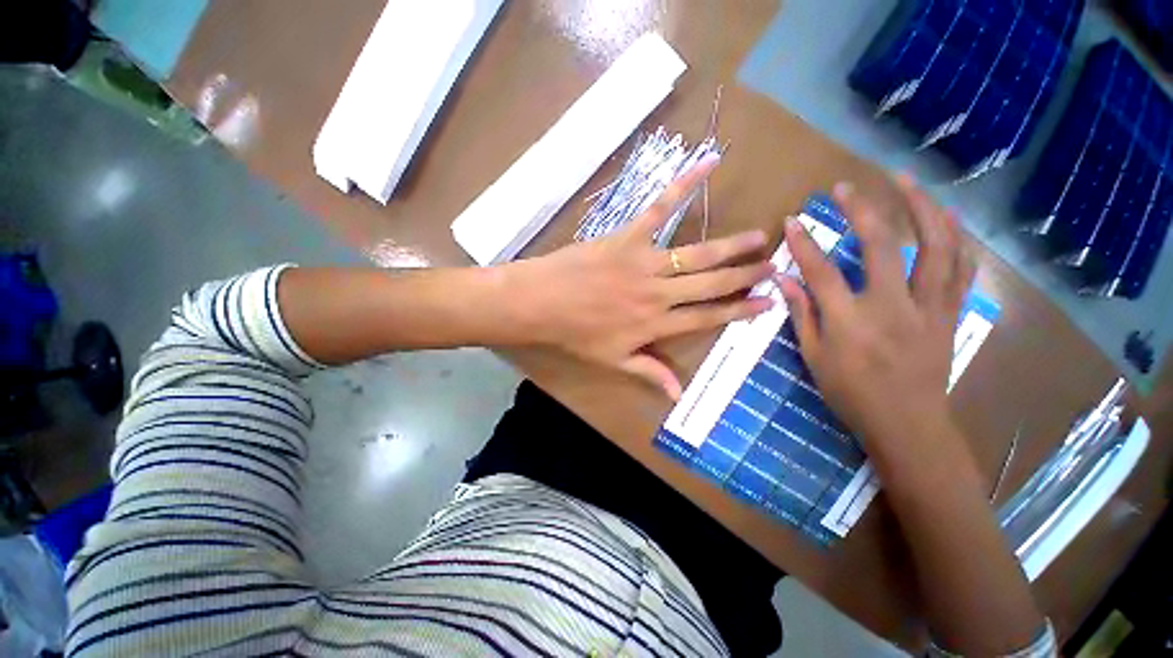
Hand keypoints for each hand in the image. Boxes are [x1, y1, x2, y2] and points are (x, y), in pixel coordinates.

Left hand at [503, 156, 775, 398]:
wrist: (541, 303)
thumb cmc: (575, 334)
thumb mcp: (612, 360)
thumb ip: (649, 372)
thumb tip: (678, 395)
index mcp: (655, 324)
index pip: (707, 318)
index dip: (738, 312)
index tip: (767, 304)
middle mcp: (659, 294)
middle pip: (711, 285)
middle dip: (745, 276)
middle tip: (774, 266)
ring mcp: (645, 263)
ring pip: (698, 254)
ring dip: (731, 246)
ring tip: (760, 237)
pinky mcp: (628, 237)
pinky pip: (659, 209)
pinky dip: (683, 186)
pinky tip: (707, 163)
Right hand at [779, 175, 975, 455]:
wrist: (907, 423)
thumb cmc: (851, 393)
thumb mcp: (813, 356)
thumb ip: (801, 314)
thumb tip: (784, 281)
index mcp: (850, 322)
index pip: (821, 271)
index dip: (804, 243)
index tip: (792, 220)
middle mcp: (892, 306)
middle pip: (881, 245)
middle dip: (862, 209)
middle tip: (846, 186)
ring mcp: (928, 306)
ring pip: (936, 246)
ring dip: (922, 207)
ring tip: (906, 181)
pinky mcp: (950, 312)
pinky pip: (961, 266)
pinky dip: (955, 236)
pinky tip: (944, 217)